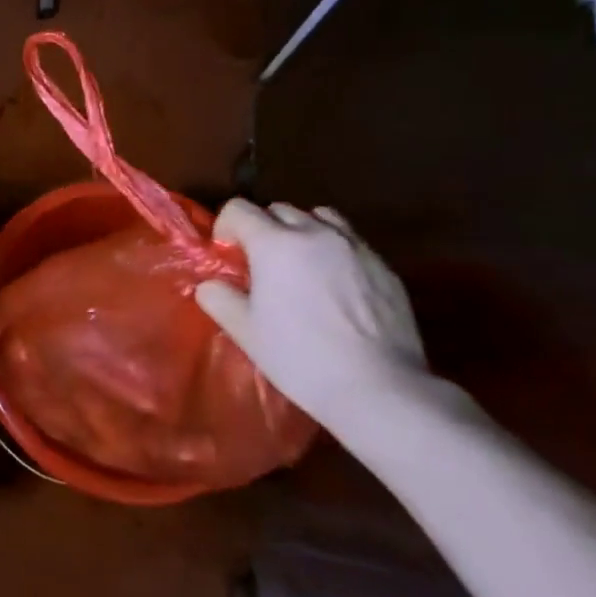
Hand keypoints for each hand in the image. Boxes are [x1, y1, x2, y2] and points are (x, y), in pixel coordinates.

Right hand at [195, 199, 429, 426]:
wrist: (378, 387)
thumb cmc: (300, 357)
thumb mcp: (246, 331)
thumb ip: (219, 299)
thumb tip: (211, 285)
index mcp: (275, 244)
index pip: (239, 208)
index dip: (226, 226)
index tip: (227, 254)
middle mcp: (315, 233)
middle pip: (279, 209)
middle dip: (263, 228)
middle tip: (261, 263)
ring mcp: (355, 247)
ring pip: (321, 217)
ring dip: (303, 231)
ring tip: (301, 263)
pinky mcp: (385, 267)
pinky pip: (352, 242)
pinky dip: (335, 251)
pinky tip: (336, 287)